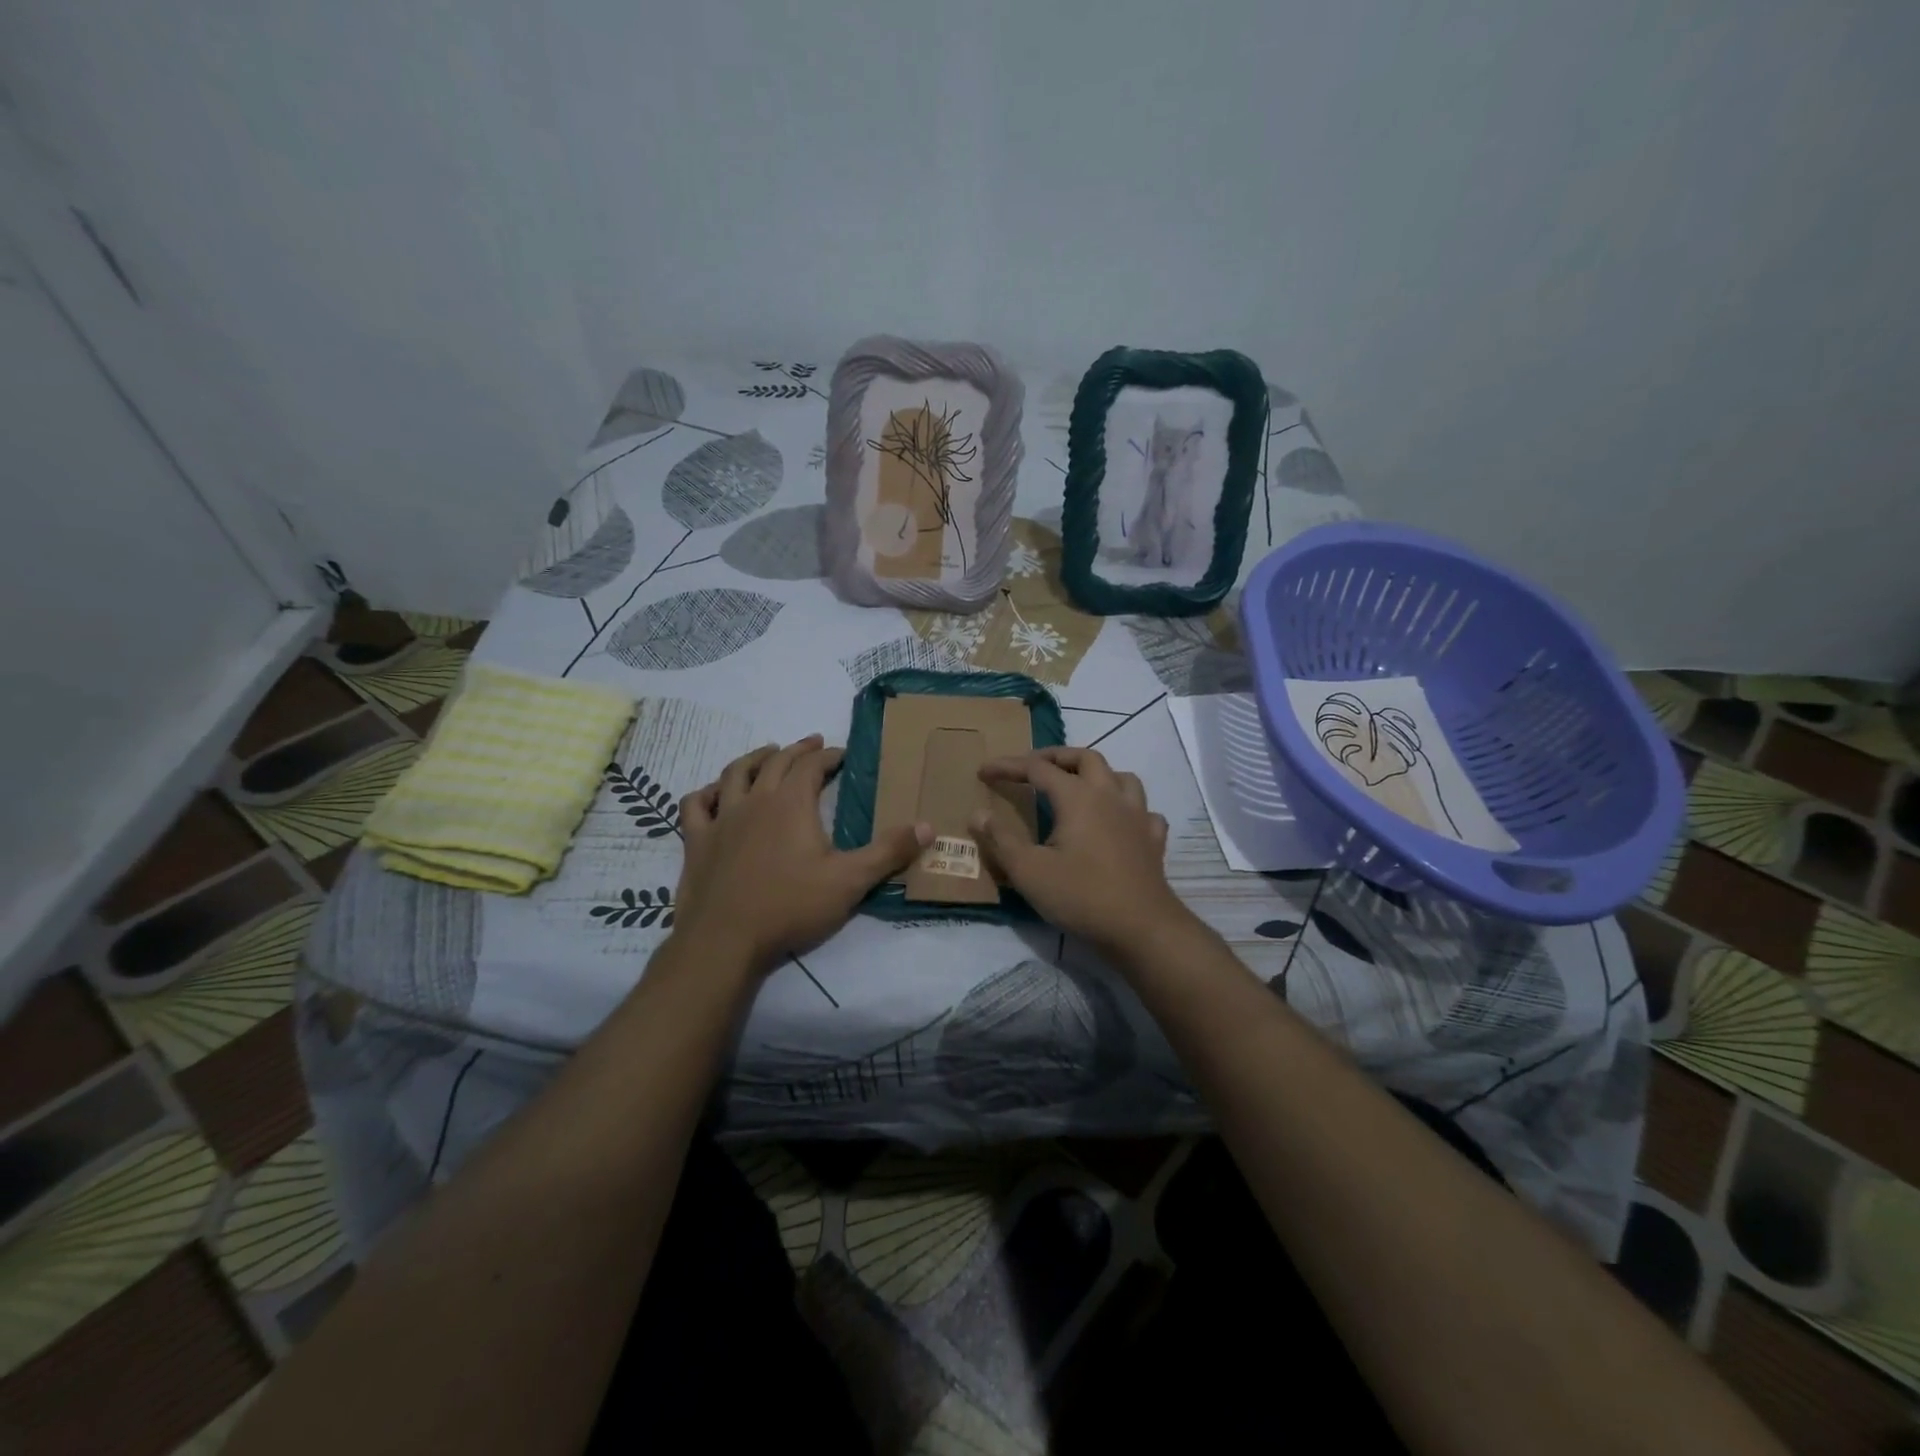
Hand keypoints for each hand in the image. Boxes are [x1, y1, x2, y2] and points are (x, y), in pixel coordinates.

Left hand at [675, 736, 929, 974]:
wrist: (725, 940)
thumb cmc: (790, 906)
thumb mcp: (850, 881)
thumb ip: (889, 851)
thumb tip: (928, 826)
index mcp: (792, 803)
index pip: (812, 766)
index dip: (829, 756)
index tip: (842, 754)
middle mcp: (755, 800)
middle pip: (776, 762)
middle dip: (797, 749)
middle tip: (813, 743)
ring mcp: (722, 819)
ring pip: (734, 774)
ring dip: (754, 759)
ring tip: (767, 754)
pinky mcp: (696, 842)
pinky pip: (695, 806)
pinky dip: (706, 793)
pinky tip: (714, 794)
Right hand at [970, 747, 1188, 951]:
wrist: (1142, 929)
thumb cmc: (1080, 897)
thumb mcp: (1028, 871)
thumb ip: (1001, 840)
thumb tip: (978, 814)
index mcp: (1078, 797)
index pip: (1037, 768)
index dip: (1008, 766)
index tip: (984, 771)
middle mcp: (1110, 796)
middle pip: (1085, 758)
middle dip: (1056, 756)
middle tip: (1032, 767)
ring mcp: (1138, 816)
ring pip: (1121, 777)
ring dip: (1097, 775)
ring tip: (1078, 787)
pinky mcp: (1153, 840)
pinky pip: (1143, 811)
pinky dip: (1127, 808)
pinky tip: (1119, 822)